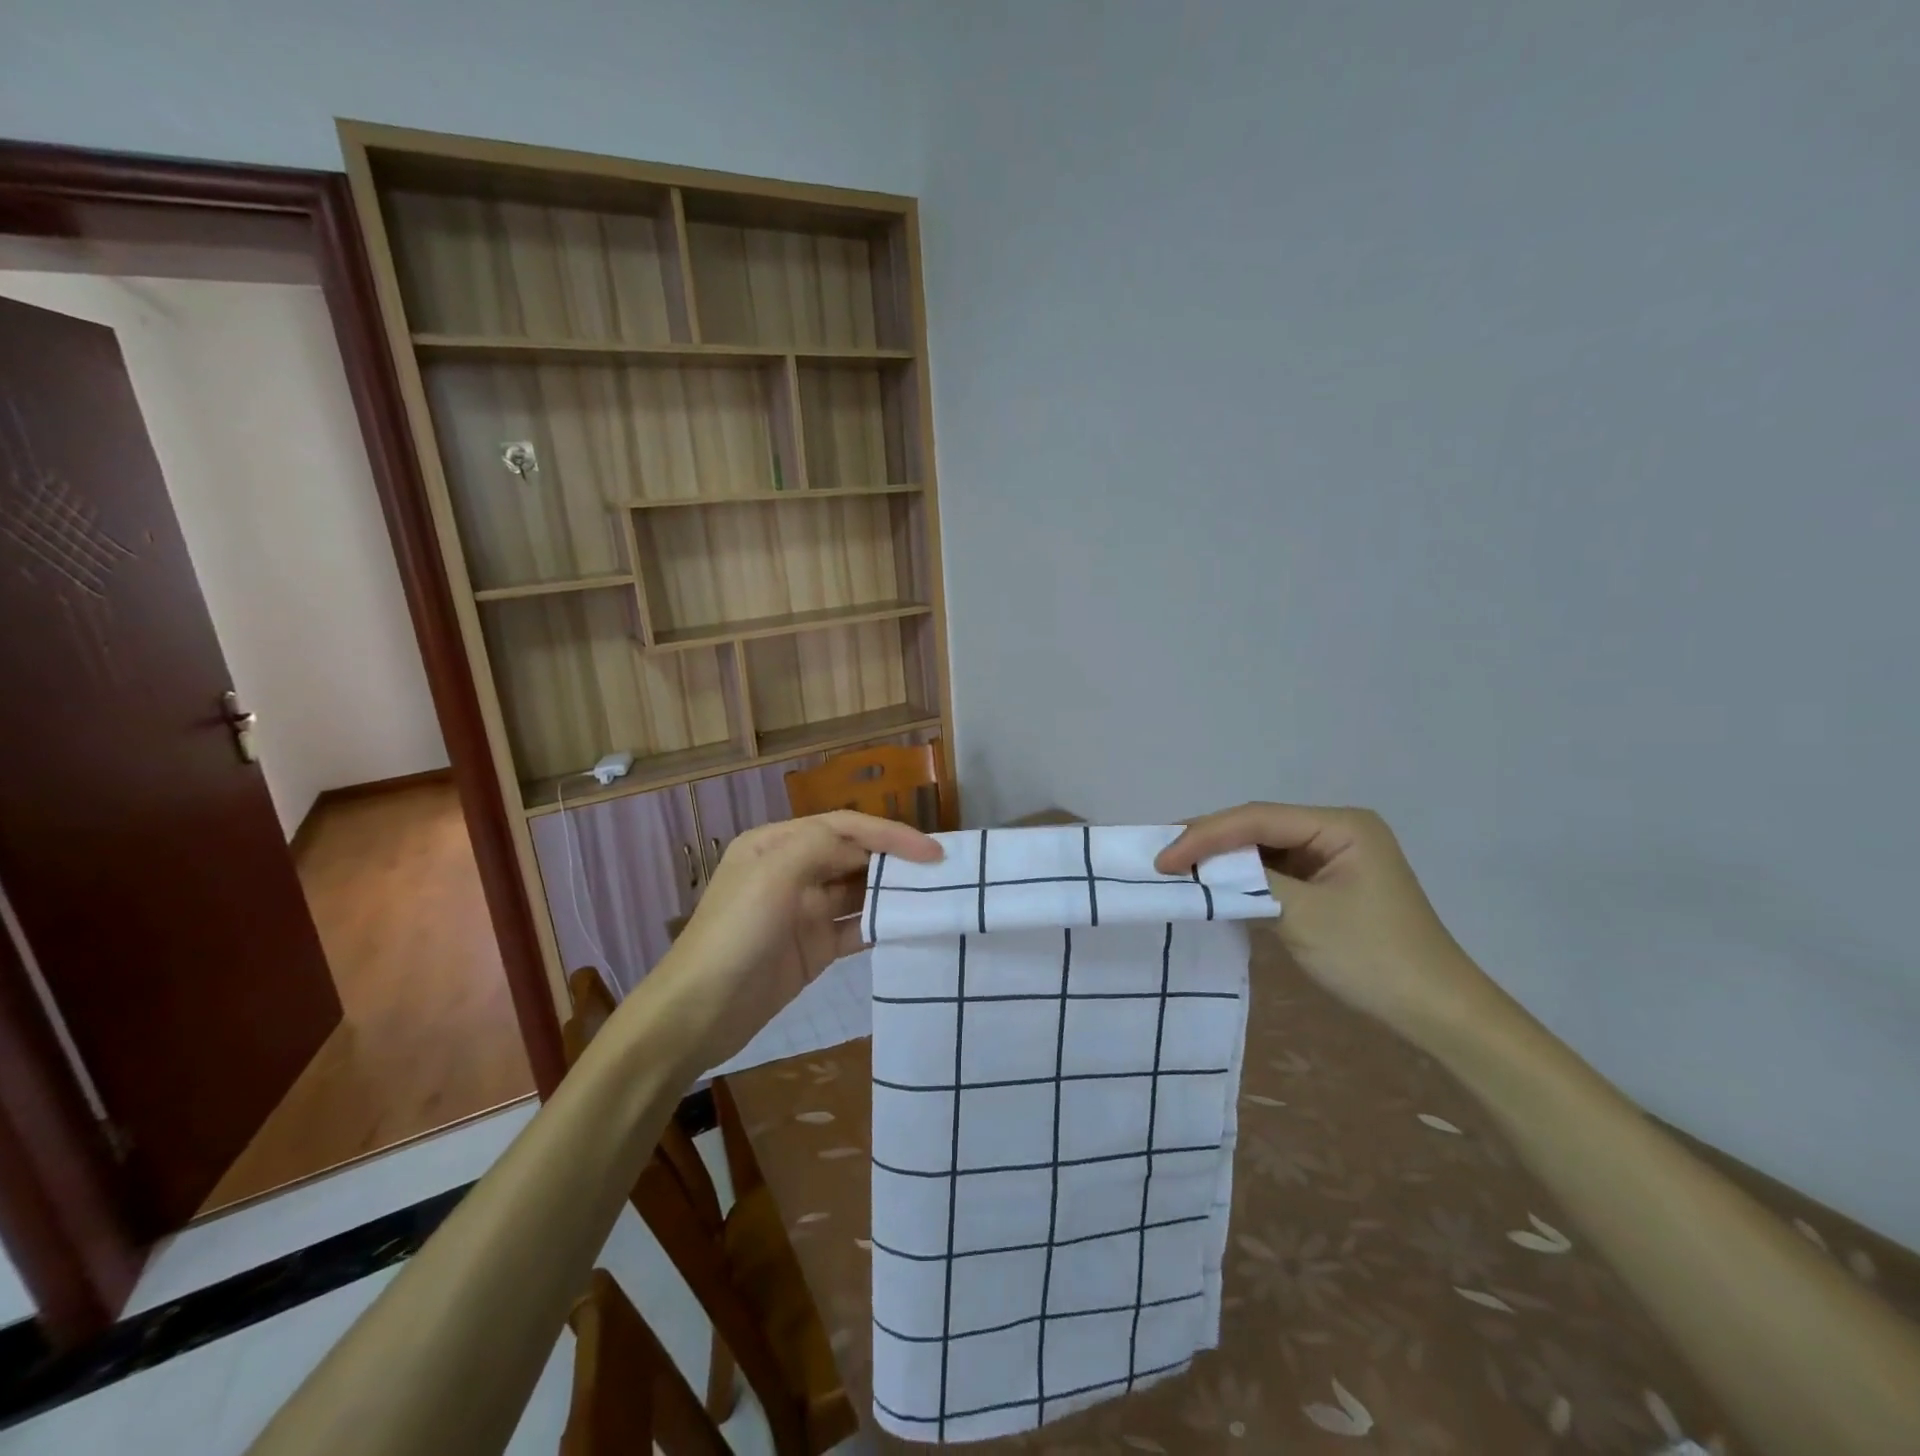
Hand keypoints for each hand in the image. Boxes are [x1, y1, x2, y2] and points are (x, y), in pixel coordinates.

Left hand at [649, 811, 942, 1070]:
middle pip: (854, 856)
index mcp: (777, 844)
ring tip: (935, 897)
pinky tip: (909, 928)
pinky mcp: (814, 948)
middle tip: (942, 873)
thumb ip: (821, 846)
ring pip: (859, 892)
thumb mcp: (772, 875)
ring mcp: (804, 911)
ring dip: (892, 893)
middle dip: (895, 860)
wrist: (698, 1014)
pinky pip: (855, 929)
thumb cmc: (734, 934)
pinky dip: (880, 926)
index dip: (889, 834)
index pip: (844, 827)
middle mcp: (793, 870)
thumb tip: (867, 847)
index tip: (931, 852)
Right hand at [1155, 802, 1502, 1041]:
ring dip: (1222, 857)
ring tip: (1175, 863)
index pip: (1257, 818)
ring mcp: (1333, 855)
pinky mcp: (1327, 881)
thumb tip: (1199, 867)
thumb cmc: (1373, 958)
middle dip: (1209, 840)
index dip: (1205, 835)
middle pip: (1258, 825)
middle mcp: (1337, 829)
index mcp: (1341, 825)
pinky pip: (1275, 868)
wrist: (1436, 1011)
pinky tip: (1212, 881)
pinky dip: (1242, 876)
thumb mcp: (1304, 916)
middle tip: (1160, 854)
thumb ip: (1249, 881)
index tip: (1163, 859)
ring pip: (1263, 846)